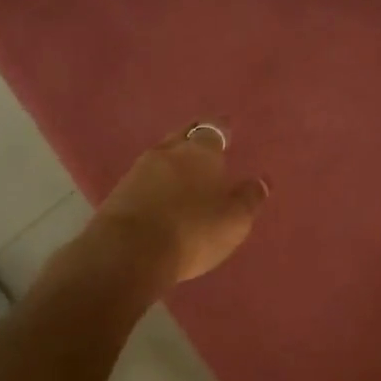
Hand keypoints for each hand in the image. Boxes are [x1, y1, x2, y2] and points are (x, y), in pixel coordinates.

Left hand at [86, 124, 270, 285]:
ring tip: (183, 170)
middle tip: (204, 142)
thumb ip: (249, 198)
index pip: (212, 129)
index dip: (221, 128)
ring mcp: (138, 171)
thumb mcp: (234, 220)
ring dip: (172, 160)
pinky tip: (160, 194)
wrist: (128, 253)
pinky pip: (143, 178)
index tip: (227, 128)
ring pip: (161, 156)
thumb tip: (262, 180)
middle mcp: (168, 153)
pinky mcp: (117, 194)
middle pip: (182, 135)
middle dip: (194, 137)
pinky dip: (155, 182)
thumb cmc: (193, 230)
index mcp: (200, 152)